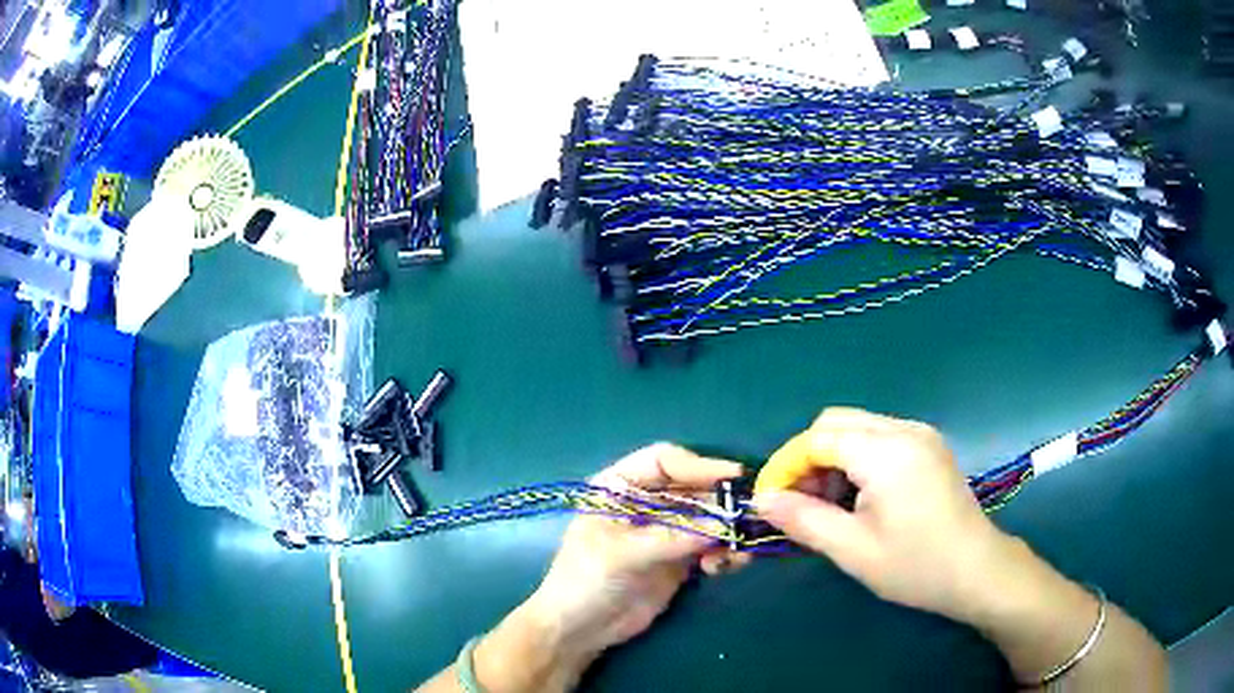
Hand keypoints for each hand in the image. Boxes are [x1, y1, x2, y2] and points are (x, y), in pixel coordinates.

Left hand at [531, 444, 749, 654]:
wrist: (581, 629)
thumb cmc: (585, 581)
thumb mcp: (622, 555)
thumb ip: (671, 538)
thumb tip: (723, 526)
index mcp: (619, 487)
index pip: (663, 462)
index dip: (698, 465)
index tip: (733, 475)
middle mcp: (646, 503)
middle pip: (692, 488)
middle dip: (720, 502)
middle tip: (749, 517)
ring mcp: (665, 531)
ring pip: (707, 518)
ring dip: (726, 531)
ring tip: (736, 552)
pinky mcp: (679, 558)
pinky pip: (710, 546)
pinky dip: (723, 552)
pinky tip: (723, 566)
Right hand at [754, 407, 1013, 621]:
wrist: (977, 569)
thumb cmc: (915, 565)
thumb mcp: (852, 550)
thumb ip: (804, 519)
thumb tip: (762, 499)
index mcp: (886, 451)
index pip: (818, 438)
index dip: (787, 465)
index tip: (770, 499)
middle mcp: (904, 429)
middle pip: (837, 422)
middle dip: (809, 457)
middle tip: (800, 502)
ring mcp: (921, 434)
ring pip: (858, 427)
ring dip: (833, 458)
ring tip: (830, 505)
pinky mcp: (930, 446)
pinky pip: (880, 437)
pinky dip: (858, 458)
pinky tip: (861, 496)